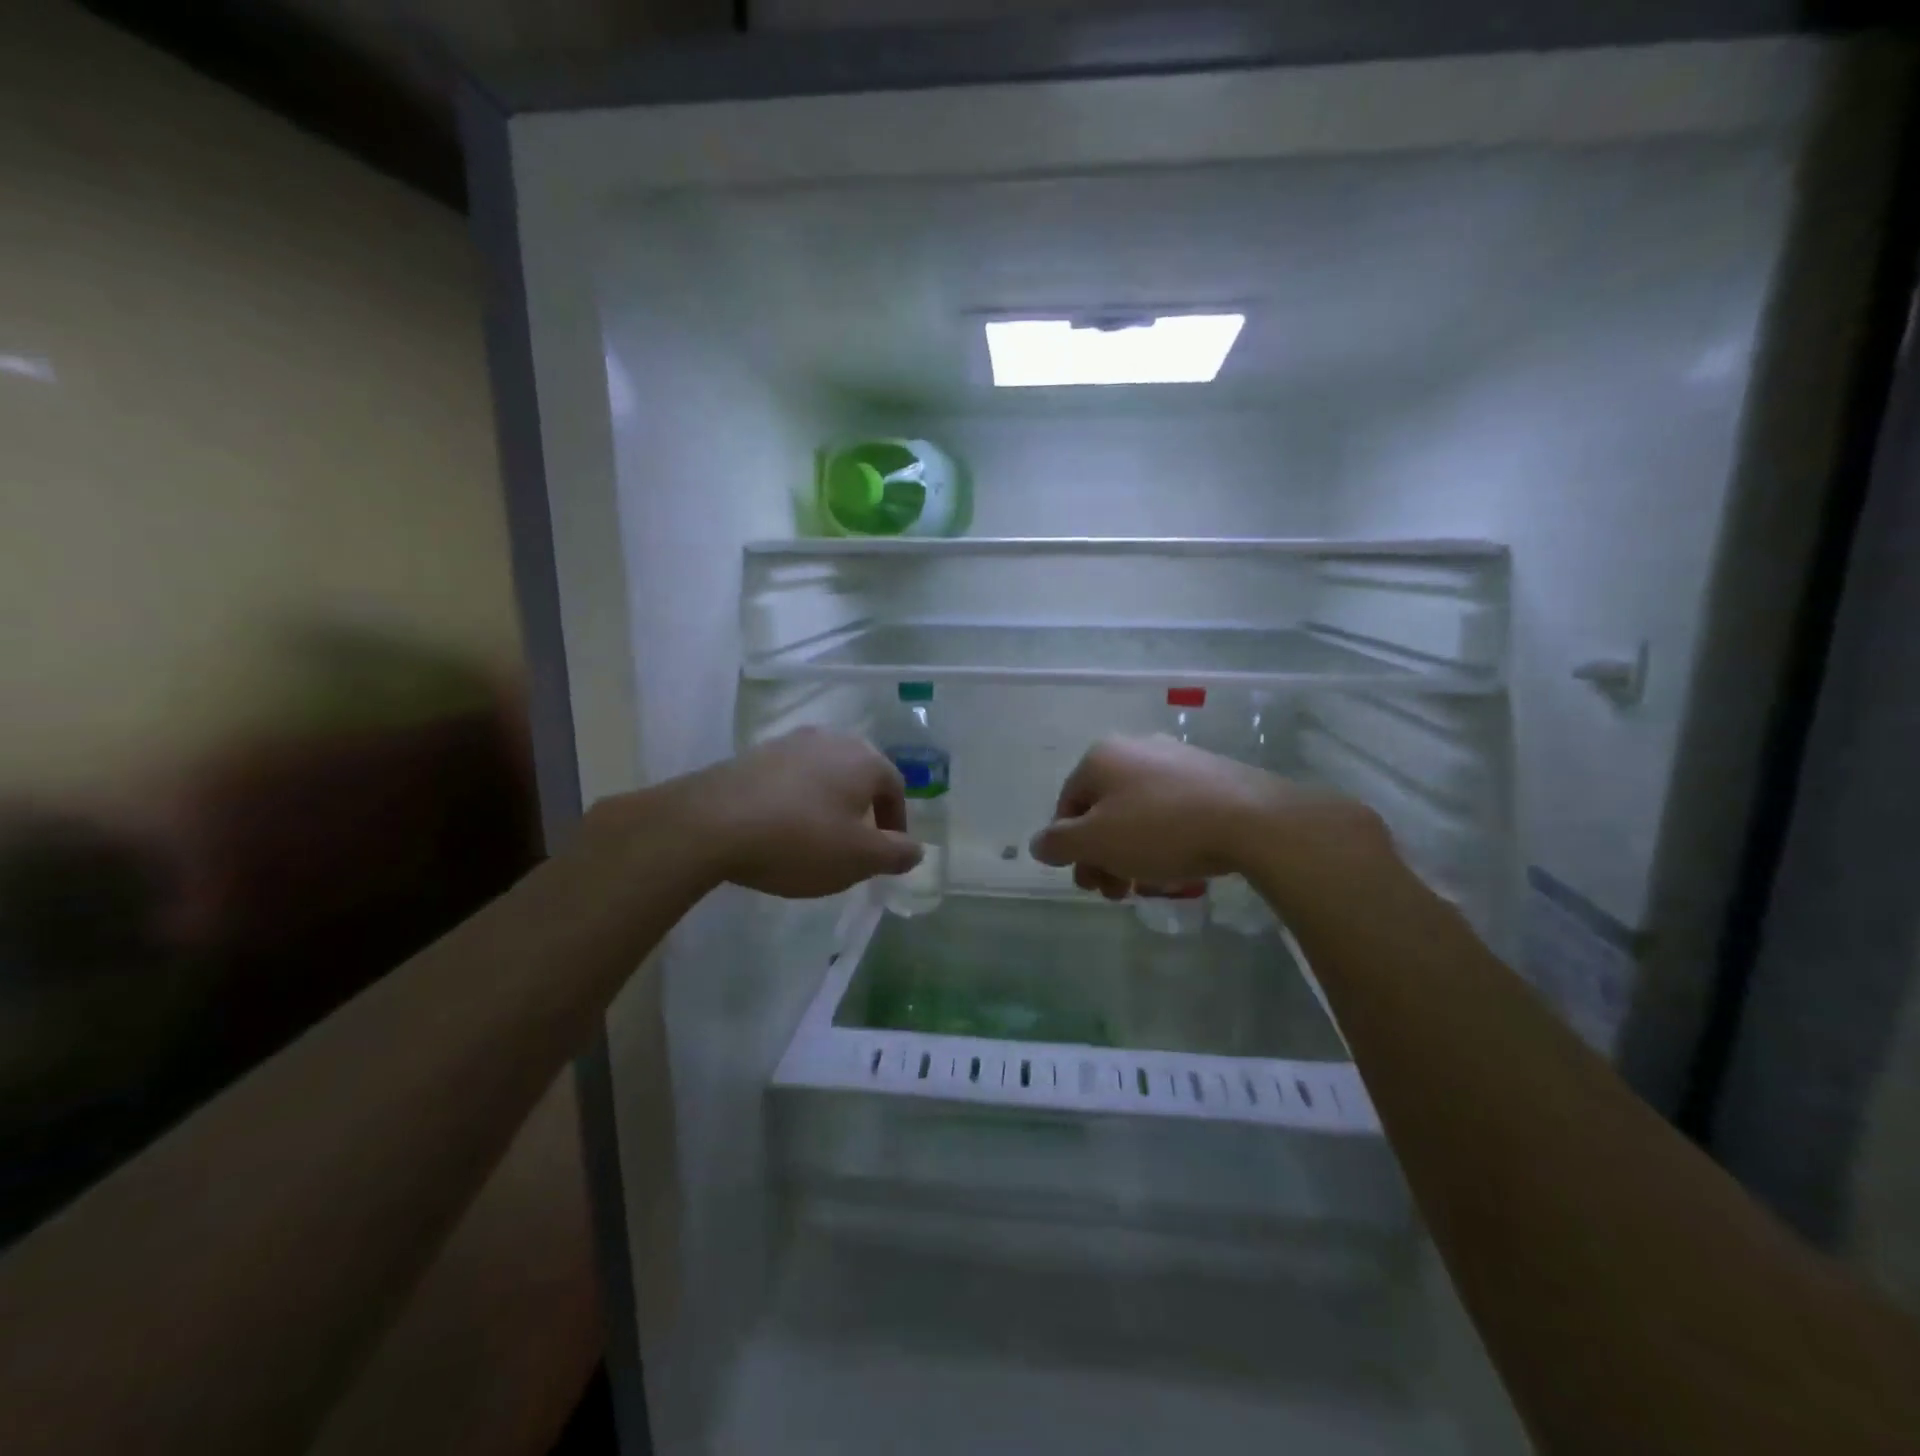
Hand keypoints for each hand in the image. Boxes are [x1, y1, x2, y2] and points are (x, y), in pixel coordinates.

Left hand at [676, 728, 921, 898]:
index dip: (895, 824)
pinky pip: (789, 779)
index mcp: (864, 759)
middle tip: (854, 846)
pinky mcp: (753, 754)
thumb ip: (895, 853)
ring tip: (815, 839)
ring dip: (827, 805)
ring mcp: (789, 743)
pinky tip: (779, 829)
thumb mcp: (858, 858)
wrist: (711, 822)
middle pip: (859, 777)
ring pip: (823, 776)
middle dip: (862, 811)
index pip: (895, 788)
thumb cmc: (799, 839)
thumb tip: (916, 849)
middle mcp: (831, 740)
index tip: (886, 853)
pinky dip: (794, 802)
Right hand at [1029, 735, 1386, 907]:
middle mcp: (1135, 749)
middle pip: (1103, 811)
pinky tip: (1177, 868)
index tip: (1088, 883)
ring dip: (1131, 854)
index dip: (1070, 848)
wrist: (1252, 819)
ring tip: (1148, 887)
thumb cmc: (1161, 828)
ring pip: (1137, 814)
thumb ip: (1059, 843)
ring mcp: (1175, 759)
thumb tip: (1038, 843)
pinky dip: (1164, 841)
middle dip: (1102, 856)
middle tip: (1115, 893)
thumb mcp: (1097, 841)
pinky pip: (1171, 812)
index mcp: (1101, 758)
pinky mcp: (1210, 776)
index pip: (1067, 805)